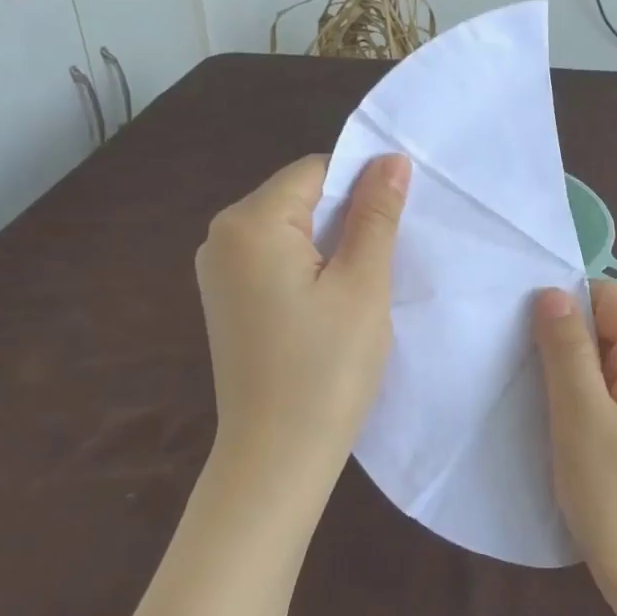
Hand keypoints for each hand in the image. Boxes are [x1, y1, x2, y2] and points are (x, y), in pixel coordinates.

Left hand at [196, 153, 410, 482]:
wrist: (278, 455)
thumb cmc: (327, 368)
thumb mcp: (363, 285)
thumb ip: (376, 215)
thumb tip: (391, 160)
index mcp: (248, 222)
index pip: (315, 171)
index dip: (362, 187)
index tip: (399, 222)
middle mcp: (220, 238)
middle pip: (298, 199)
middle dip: (346, 219)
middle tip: (387, 260)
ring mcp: (217, 273)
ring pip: (289, 233)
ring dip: (331, 247)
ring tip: (363, 287)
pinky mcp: (226, 303)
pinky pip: (274, 264)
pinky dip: (309, 271)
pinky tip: (332, 306)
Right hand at [532, 282, 616, 610]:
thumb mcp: (582, 417)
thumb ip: (566, 349)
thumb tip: (552, 292)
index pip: (609, 297)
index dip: (563, 306)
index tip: (517, 334)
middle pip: (610, 328)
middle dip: (563, 343)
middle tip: (518, 373)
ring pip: (608, 364)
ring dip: (570, 376)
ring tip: (534, 402)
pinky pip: (615, 395)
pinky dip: (584, 401)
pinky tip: (560, 427)